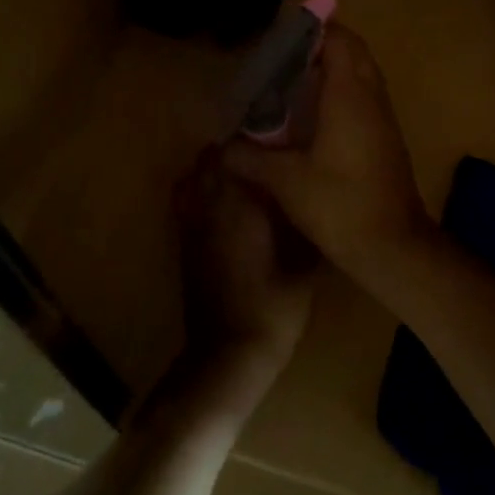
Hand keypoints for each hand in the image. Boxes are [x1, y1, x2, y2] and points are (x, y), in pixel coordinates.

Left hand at [171, 150, 316, 424]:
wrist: (229, 353)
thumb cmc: (273, 305)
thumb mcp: (304, 262)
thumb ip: (304, 222)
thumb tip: (311, 193)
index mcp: (238, 201)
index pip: (235, 149)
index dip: (253, 141)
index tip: (276, 142)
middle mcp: (209, 204)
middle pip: (209, 158)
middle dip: (233, 153)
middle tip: (264, 161)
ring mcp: (190, 223)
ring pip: (192, 177)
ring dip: (213, 172)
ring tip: (243, 182)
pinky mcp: (183, 243)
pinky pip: (186, 201)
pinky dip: (200, 194)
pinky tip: (227, 210)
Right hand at [224, 24, 437, 279]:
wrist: (393, 247)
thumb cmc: (339, 204)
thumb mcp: (285, 180)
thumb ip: (248, 158)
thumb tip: (220, 148)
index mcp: (349, 94)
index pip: (338, 39)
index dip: (311, 30)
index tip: (280, 39)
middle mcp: (371, 97)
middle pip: (352, 51)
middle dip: (321, 46)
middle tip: (283, 59)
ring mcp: (384, 118)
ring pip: (362, 74)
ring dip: (333, 69)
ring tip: (293, 83)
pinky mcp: (387, 139)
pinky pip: (365, 98)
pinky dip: (342, 93)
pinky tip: (313, 118)